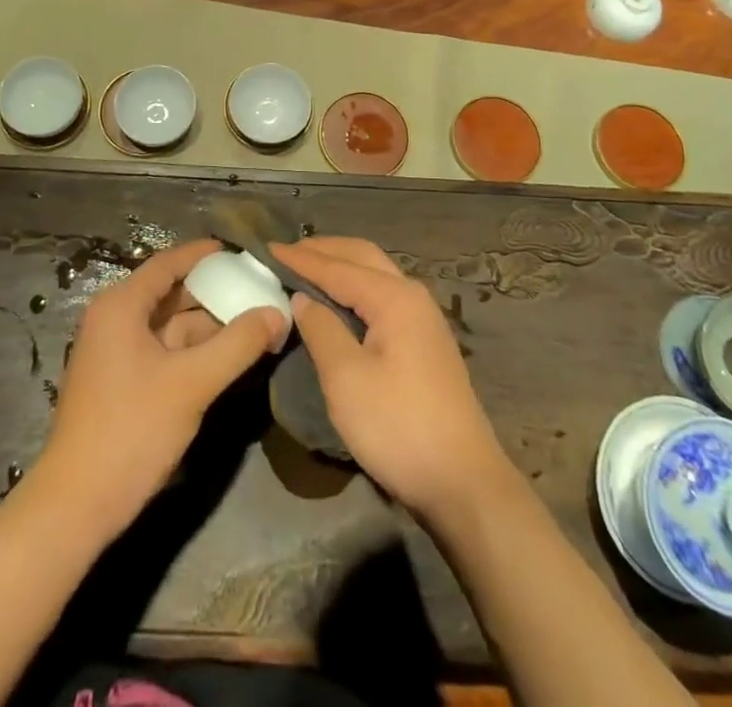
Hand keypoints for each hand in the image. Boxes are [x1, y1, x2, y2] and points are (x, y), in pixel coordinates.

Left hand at [29, 239, 285, 538]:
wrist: (76, 506)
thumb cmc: (132, 430)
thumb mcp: (192, 383)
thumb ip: (238, 343)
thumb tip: (277, 311)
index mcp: (121, 305)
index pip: (169, 263)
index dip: (204, 254)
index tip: (242, 251)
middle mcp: (114, 319)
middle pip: (171, 293)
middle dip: (215, 292)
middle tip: (259, 290)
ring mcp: (115, 352)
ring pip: (170, 325)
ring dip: (209, 325)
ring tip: (255, 322)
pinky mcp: (121, 382)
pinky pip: (164, 350)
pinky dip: (195, 350)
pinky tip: (228, 356)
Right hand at [270, 236, 512, 519]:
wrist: (464, 482)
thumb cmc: (399, 426)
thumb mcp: (346, 379)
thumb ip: (321, 330)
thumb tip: (302, 297)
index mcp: (394, 298)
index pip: (338, 268)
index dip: (301, 259)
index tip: (267, 248)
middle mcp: (412, 296)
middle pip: (363, 257)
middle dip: (324, 250)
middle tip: (287, 251)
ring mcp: (423, 319)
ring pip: (376, 274)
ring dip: (342, 265)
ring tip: (308, 267)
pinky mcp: (425, 342)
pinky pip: (383, 295)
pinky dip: (356, 286)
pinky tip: (340, 300)